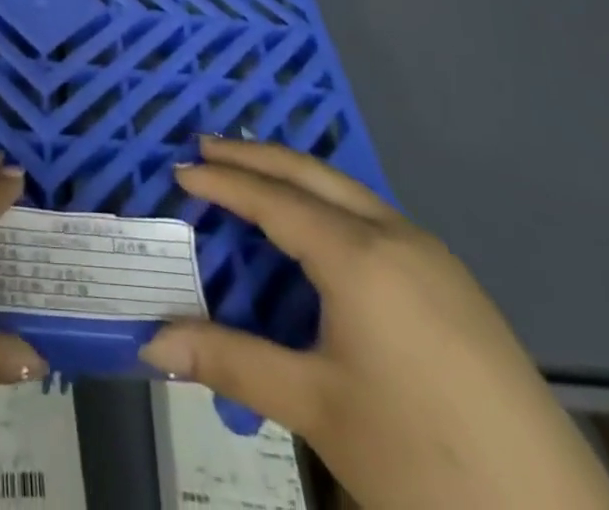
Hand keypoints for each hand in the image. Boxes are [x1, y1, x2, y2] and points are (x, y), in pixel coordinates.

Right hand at [139, 138, 608, 509]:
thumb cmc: (422, 461)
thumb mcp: (317, 409)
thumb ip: (232, 363)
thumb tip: (153, 342)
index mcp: (358, 256)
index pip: (274, 199)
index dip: (223, 183)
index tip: (179, 169)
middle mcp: (395, 235)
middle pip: (311, 173)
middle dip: (256, 156)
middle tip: (206, 147)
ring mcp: (432, 256)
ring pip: (347, 190)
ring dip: (294, 175)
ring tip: (252, 176)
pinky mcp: (455, 283)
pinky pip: (374, 217)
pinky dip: (328, 203)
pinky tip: (318, 230)